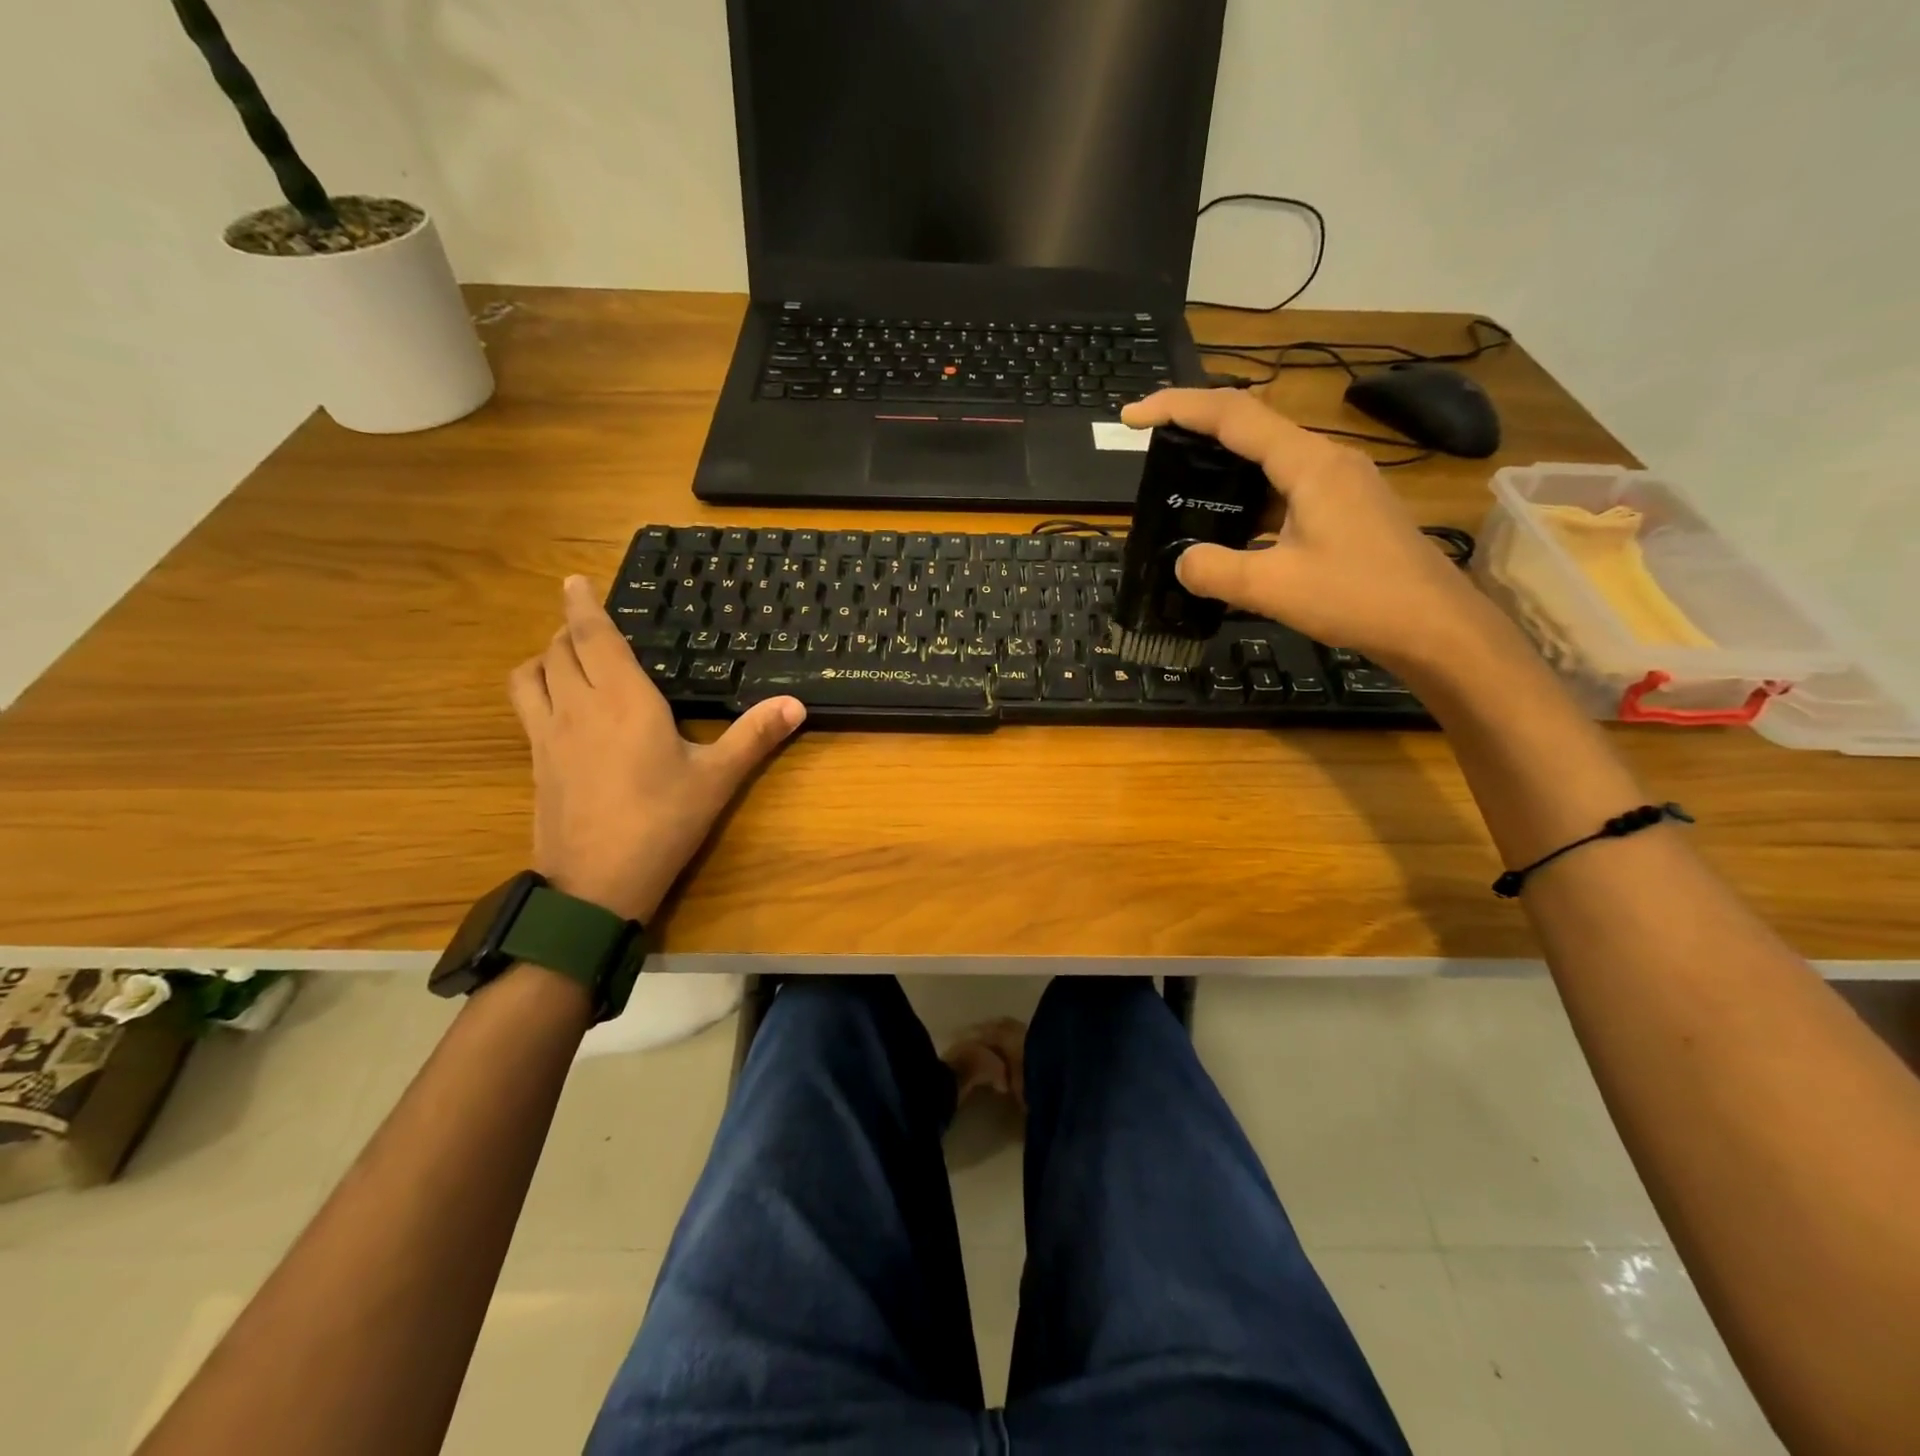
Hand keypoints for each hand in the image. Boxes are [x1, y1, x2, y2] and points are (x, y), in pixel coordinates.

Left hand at [508, 577, 805, 922]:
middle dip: (570, 628)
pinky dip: (536, 688)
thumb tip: (796, 703)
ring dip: (546, 655)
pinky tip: (560, 708)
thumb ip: (755, 735)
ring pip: (531, 674)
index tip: (574, 580)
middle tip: (590, 624)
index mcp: (623, 699)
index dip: (582, 604)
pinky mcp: (536, 762)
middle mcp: (578, 705)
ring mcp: (548, 735)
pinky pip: (525, 707)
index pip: (593, 636)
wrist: (596, 883)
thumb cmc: (663, 822)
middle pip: (559, 649)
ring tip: (567, 658)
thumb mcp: (718, 778)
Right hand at [1120, 389, 1500, 671]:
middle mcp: (1326, 460)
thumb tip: (1181, 561)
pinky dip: (1248, 498)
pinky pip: (1284, 489)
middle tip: (1151, 449)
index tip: (1132, 415)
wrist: (1435, 626)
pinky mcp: (1345, 509)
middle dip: (1196, 430)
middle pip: (1251, 427)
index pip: (1233, 415)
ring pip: (1269, 460)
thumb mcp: (1273, 587)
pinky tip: (1229, 527)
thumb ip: (1215, 570)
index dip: (1178, 408)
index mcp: (1308, 463)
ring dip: (1223, 467)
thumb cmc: (1359, 597)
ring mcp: (1340, 484)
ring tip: (1181, 488)